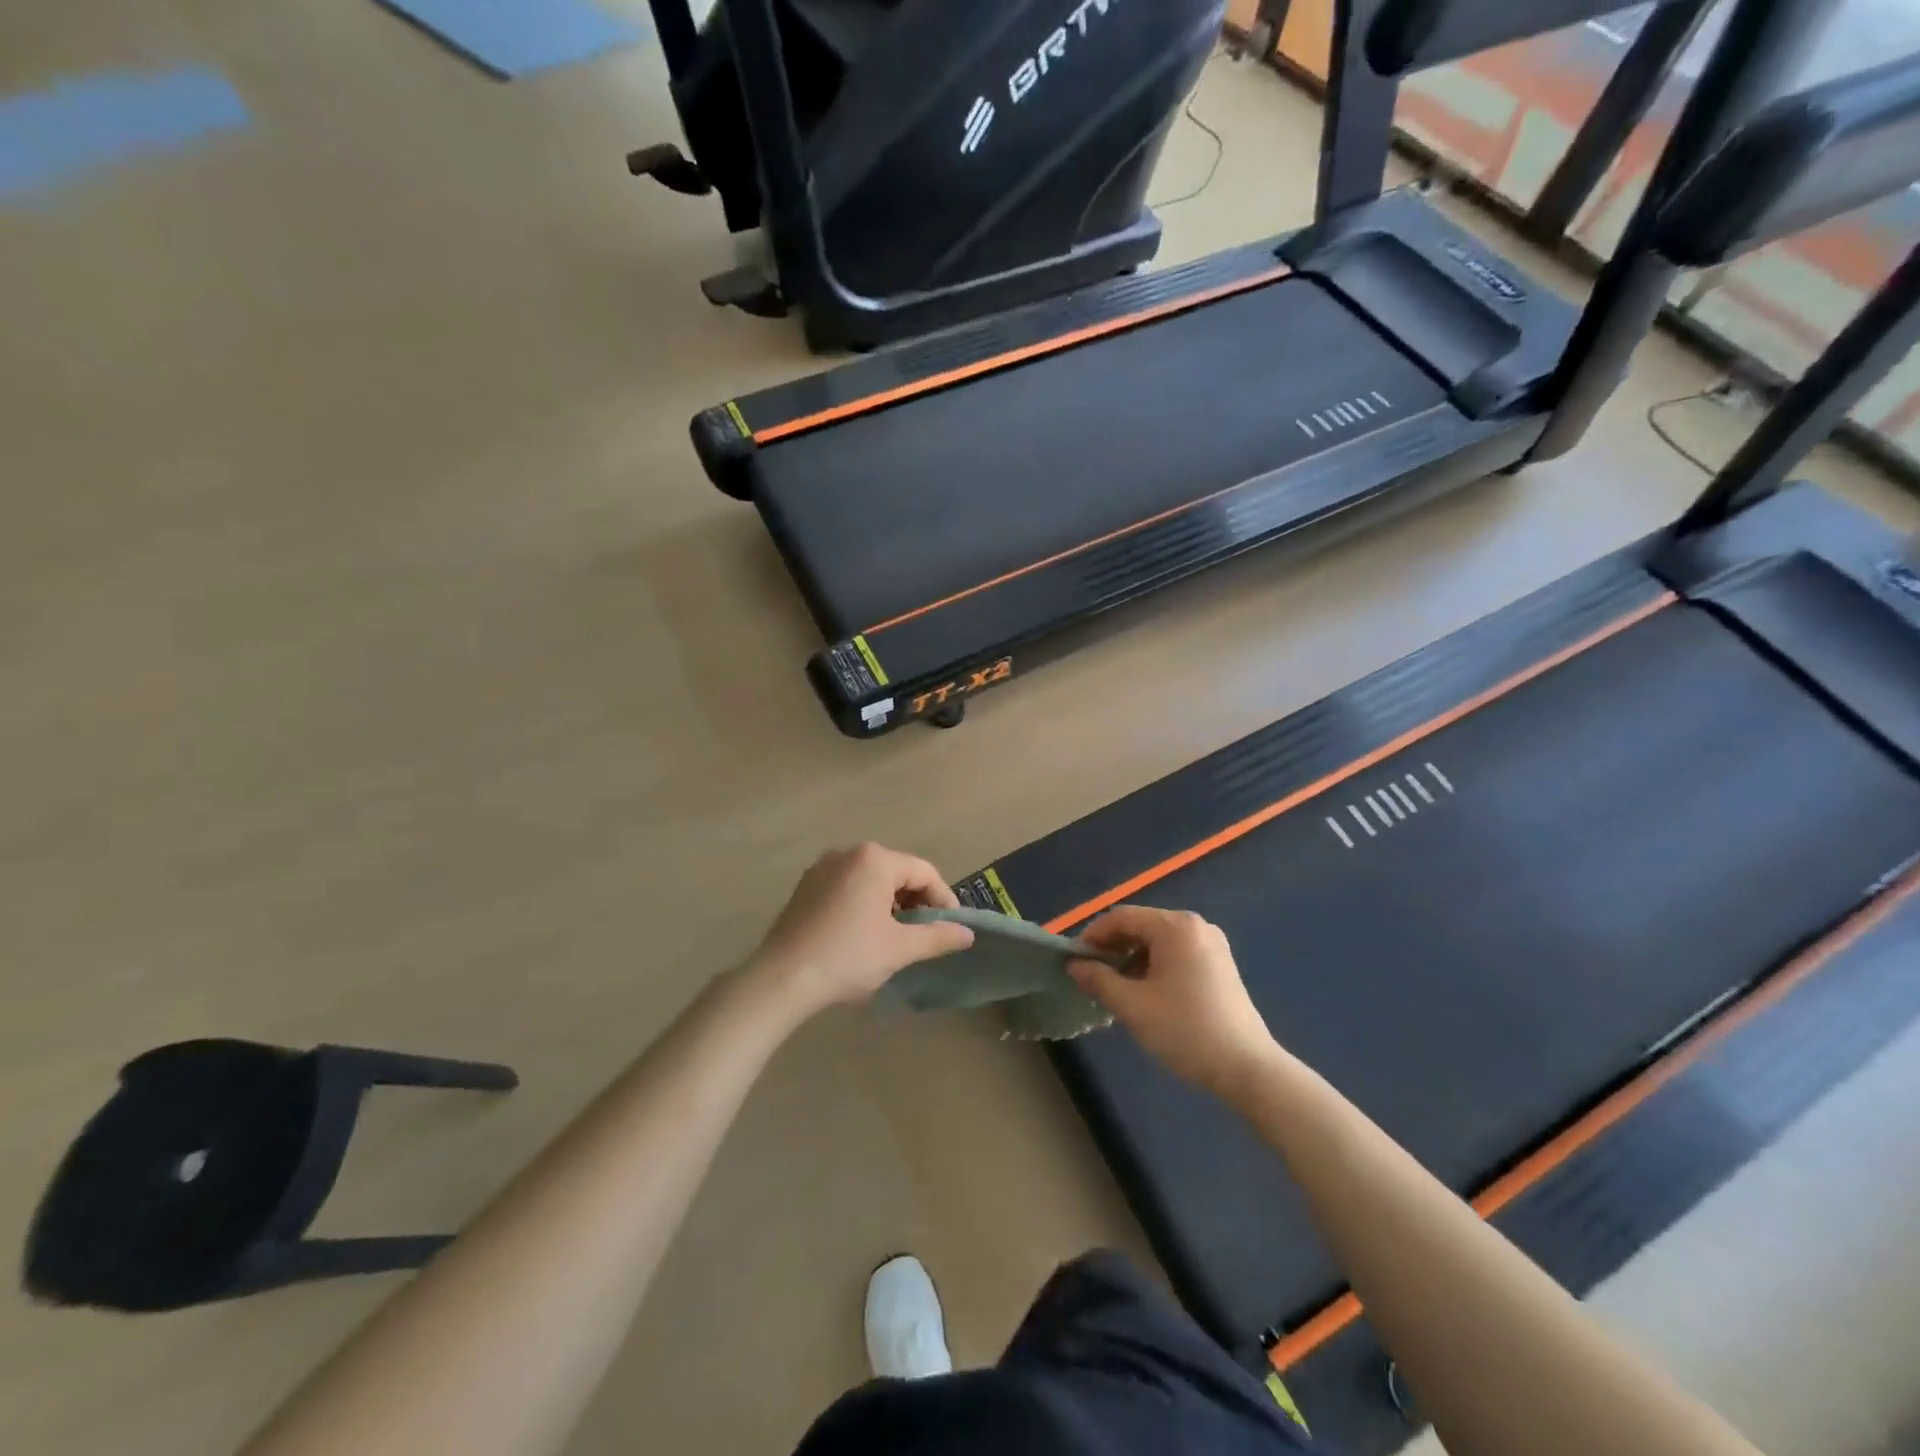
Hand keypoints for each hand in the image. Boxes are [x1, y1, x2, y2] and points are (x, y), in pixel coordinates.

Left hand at [749, 844, 974, 1015]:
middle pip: (897, 872)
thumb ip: (938, 936)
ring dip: (891, 903)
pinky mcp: (806, 886)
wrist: (782, 979)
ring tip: (897, 936)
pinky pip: (848, 886)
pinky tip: (864, 933)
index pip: (924, 872)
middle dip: (916, 901)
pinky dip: (864, 903)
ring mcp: (822, 868)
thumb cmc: (848, 957)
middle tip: (926, 934)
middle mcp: (848, 853)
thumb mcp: (900, 949)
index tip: (952, 929)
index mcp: (875, 860)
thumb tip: (967, 934)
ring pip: (871, 879)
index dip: (944, 899)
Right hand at [1067, 906, 1277, 1097]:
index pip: (1121, 917)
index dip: (1092, 936)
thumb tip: (1074, 965)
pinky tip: (1145, 993)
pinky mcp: (1220, 964)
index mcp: (1175, 926)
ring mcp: (1211, 944)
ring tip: (1116, 989)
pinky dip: (1154, 966)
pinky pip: (1176, 953)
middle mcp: (1195, 925)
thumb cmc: (1186, 1031)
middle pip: (1140, 925)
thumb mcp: (1133, 1006)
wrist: (1248, 1068)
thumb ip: (1098, 980)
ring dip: (1132, 959)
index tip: (1074, 962)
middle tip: (1092, 977)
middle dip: (1112, 948)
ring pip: (1157, 941)